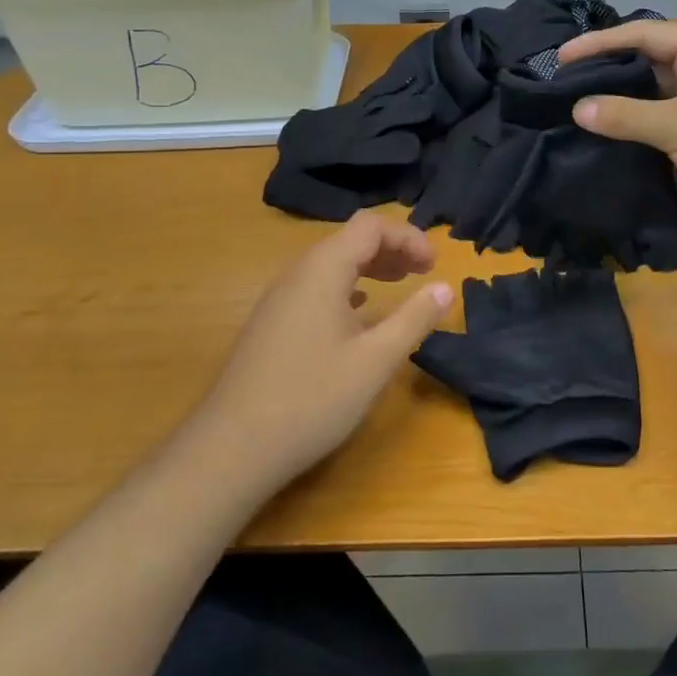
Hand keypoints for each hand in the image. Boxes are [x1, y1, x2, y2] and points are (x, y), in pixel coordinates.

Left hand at [189, 212, 452, 500]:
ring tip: (399, 285)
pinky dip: (348, 287)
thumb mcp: (375, 361)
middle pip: (350, 239)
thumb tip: (445, 287)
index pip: (371, 226)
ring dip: (370, 266)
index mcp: (323, 270)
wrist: (231, 449)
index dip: (408, 236)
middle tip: (423, 273)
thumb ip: (414, 319)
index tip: (434, 266)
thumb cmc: (311, 399)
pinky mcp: (272, 324)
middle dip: (392, 248)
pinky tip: (359, 313)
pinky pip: (316, 287)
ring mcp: (279, 299)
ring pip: (332, 263)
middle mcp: (298, 274)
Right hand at [558, 22, 676, 257]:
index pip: (644, 34)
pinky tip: (611, 144)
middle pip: (651, 65)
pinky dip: (643, 135)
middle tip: (563, 90)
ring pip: (659, 101)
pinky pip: (670, 130)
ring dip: (625, 109)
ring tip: (578, 116)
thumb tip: (579, 108)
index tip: (560, 60)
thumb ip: (626, 115)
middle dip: (610, 75)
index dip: (600, 43)